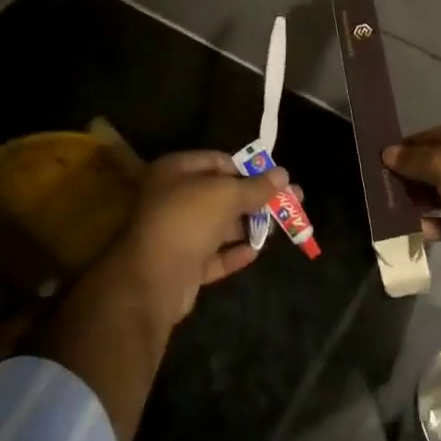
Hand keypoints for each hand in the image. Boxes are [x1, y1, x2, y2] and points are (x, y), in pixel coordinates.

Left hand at [108, 151, 292, 325]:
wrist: (152, 279)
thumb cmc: (187, 220)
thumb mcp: (226, 195)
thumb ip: (256, 186)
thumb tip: (284, 174)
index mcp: (175, 171)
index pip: (217, 161)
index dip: (246, 168)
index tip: (273, 178)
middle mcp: (173, 198)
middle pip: (220, 194)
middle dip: (253, 199)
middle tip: (287, 202)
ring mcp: (176, 233)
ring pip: (218, 225)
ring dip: (247, 226)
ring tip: (279, 228)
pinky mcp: (182, 265)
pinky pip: (213, 255)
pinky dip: (234, 252)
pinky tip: (256, 251)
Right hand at [384, 119, 440, 289]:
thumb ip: (414, 159)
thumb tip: (388, 153)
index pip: (433, 135)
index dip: (407, 148)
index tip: (380, 164)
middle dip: (413, 177)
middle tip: (383, 192)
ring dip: (424, 202)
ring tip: (394, 213)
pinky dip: (440, 225)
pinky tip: (418, 232)